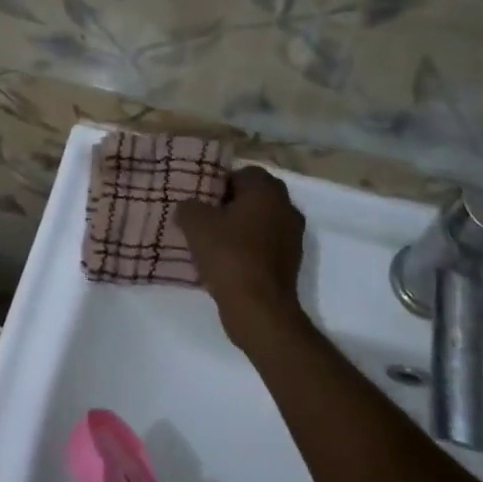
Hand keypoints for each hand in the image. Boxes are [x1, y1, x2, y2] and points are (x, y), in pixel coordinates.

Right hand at [177, 166, 307, 347]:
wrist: (260, 308)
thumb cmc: (229, 256)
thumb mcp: (196, 225)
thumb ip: (189, 206)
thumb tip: (189, 207)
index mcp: (266, 190)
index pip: (243, 172)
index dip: (220, 183)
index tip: (203, 200)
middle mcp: (286, 207)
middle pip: (255, 196)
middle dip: (231, 204)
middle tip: (206, 218)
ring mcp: (293, 235)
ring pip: (262, 220)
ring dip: (242, 226)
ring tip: (214, 241)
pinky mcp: (292, 261)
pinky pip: (267, 243)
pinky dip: (251, 247)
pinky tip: (229, 261)